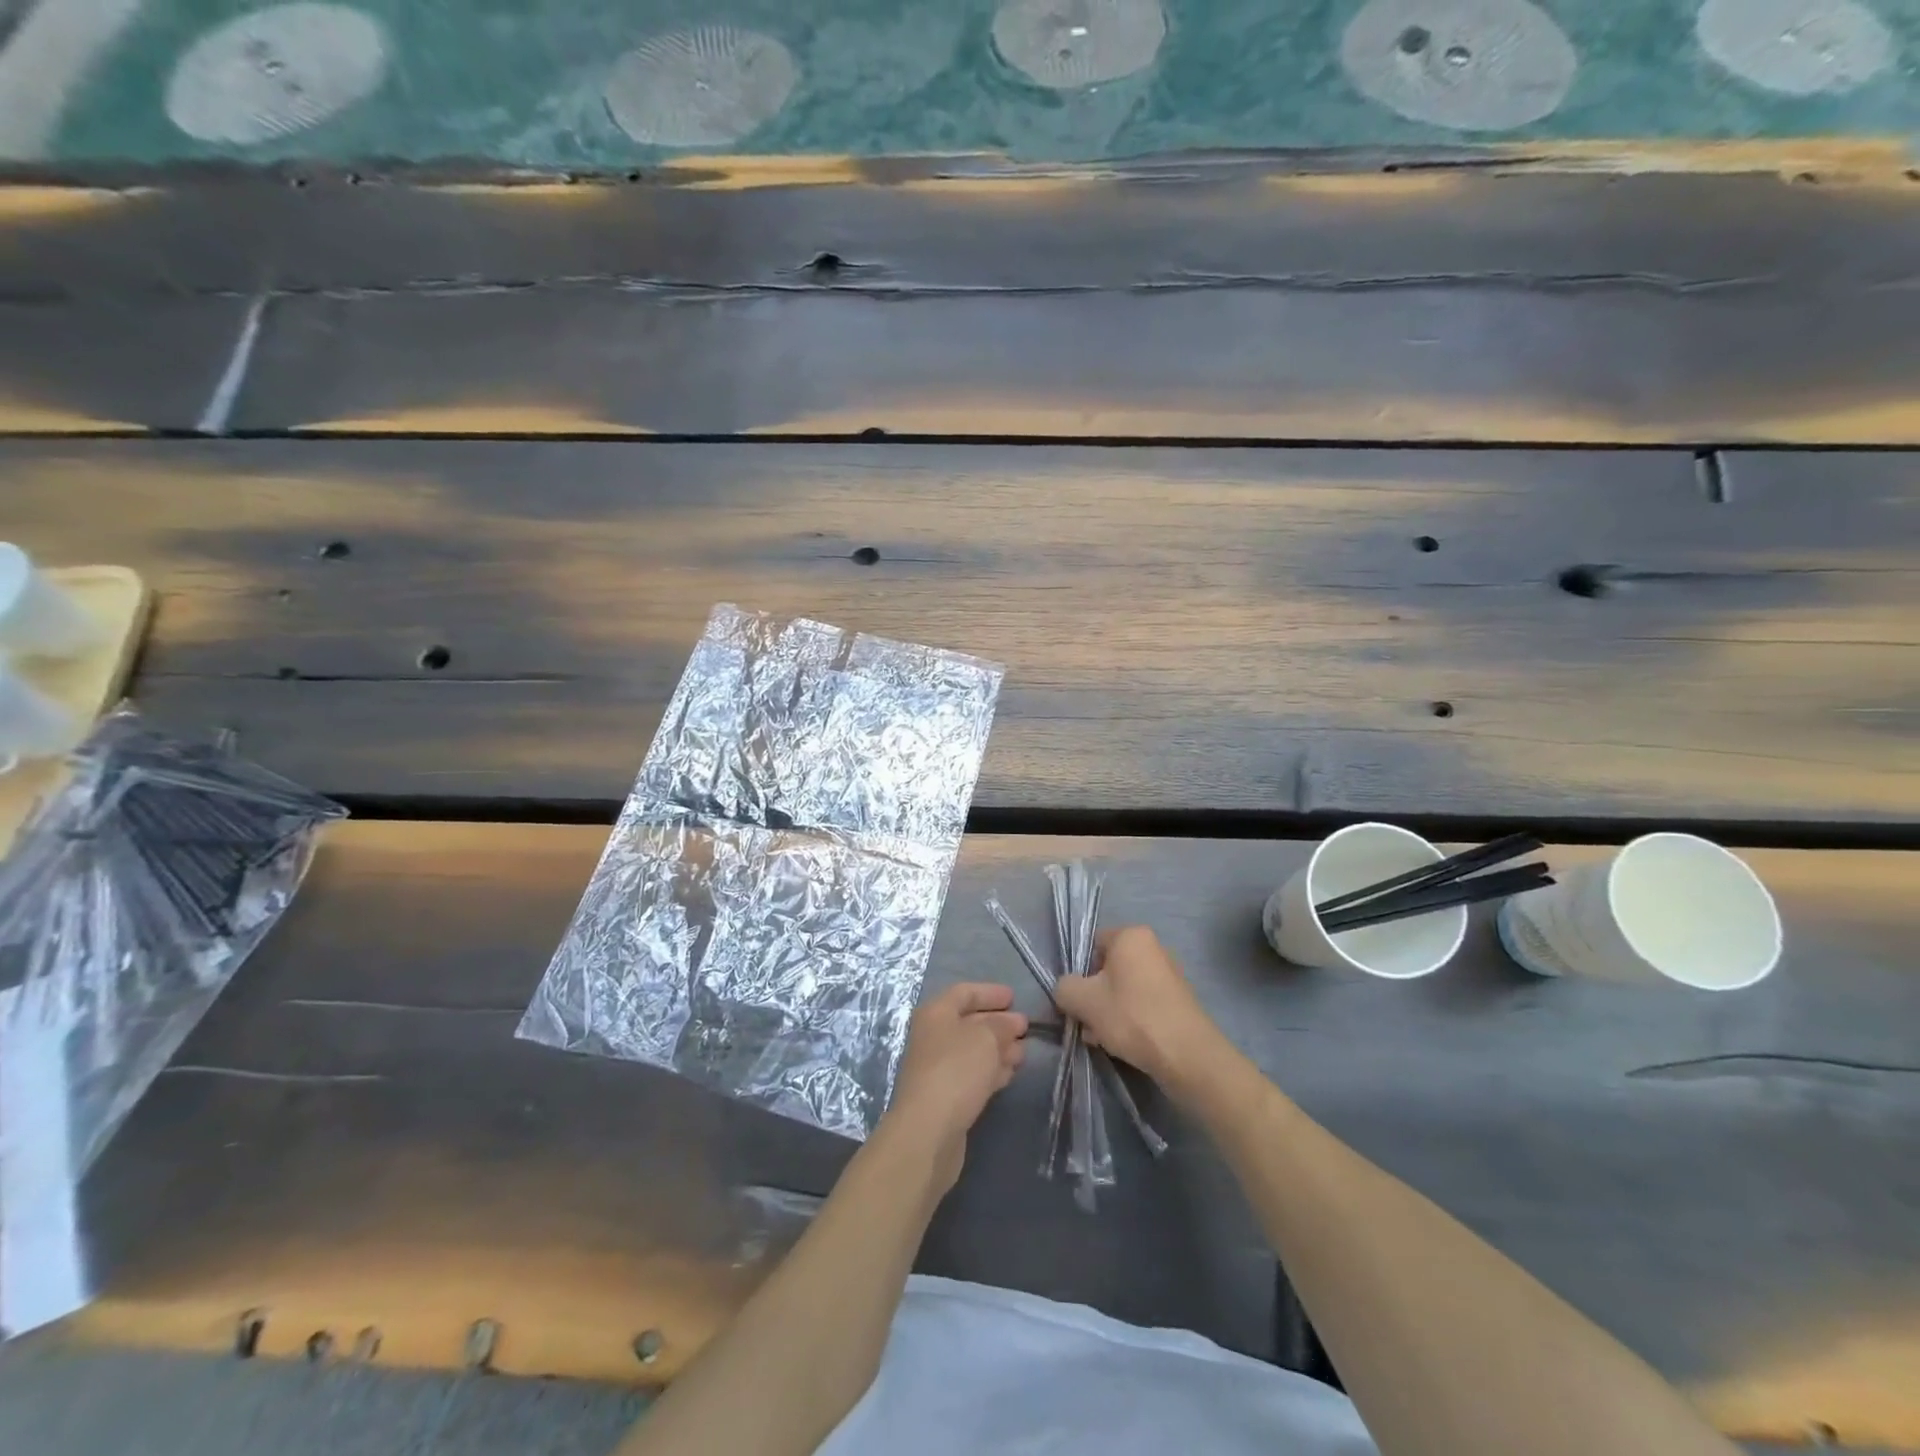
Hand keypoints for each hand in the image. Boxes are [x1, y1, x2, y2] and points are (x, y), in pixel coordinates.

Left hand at [884, 982, 1026, 1191]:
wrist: (928, 1130)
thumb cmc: (956, 1070)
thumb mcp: (986, 1038)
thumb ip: (1002, 1025)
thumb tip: (1012, 1022)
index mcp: (936, 1013)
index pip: (964, 992)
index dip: (990, 992)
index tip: (1014, 998)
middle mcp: (934, 1036)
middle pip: (969, 1022)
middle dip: (998, 1023)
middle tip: (1026, 1027)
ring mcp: (938, 1068)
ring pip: (973, 1051)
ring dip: (999, 1048)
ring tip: (1024, 1052)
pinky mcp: (946, 1096)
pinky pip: (972, 1074)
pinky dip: (992, 1070)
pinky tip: (1010, 1073)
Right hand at [1053, 926, 1222, 1089]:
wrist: (1187, 1056)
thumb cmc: (1131, 1016)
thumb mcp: (1082, 1000)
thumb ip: (1064, 987)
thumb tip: (1067, 990)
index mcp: (1131, 936)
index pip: (1092, 945)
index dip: (1079, 971)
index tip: (1077, 998)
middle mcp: (1153, 947)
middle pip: (1108, 969)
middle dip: (1094, 996)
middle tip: (1086, 1023)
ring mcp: (1169, 974)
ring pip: (1124, 989)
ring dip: (1108, 1011)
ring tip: (1101, 1039)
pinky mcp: (1178, 1001)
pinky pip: (1143, 1003)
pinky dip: (1130, 1019)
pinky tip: (1123, 1044)